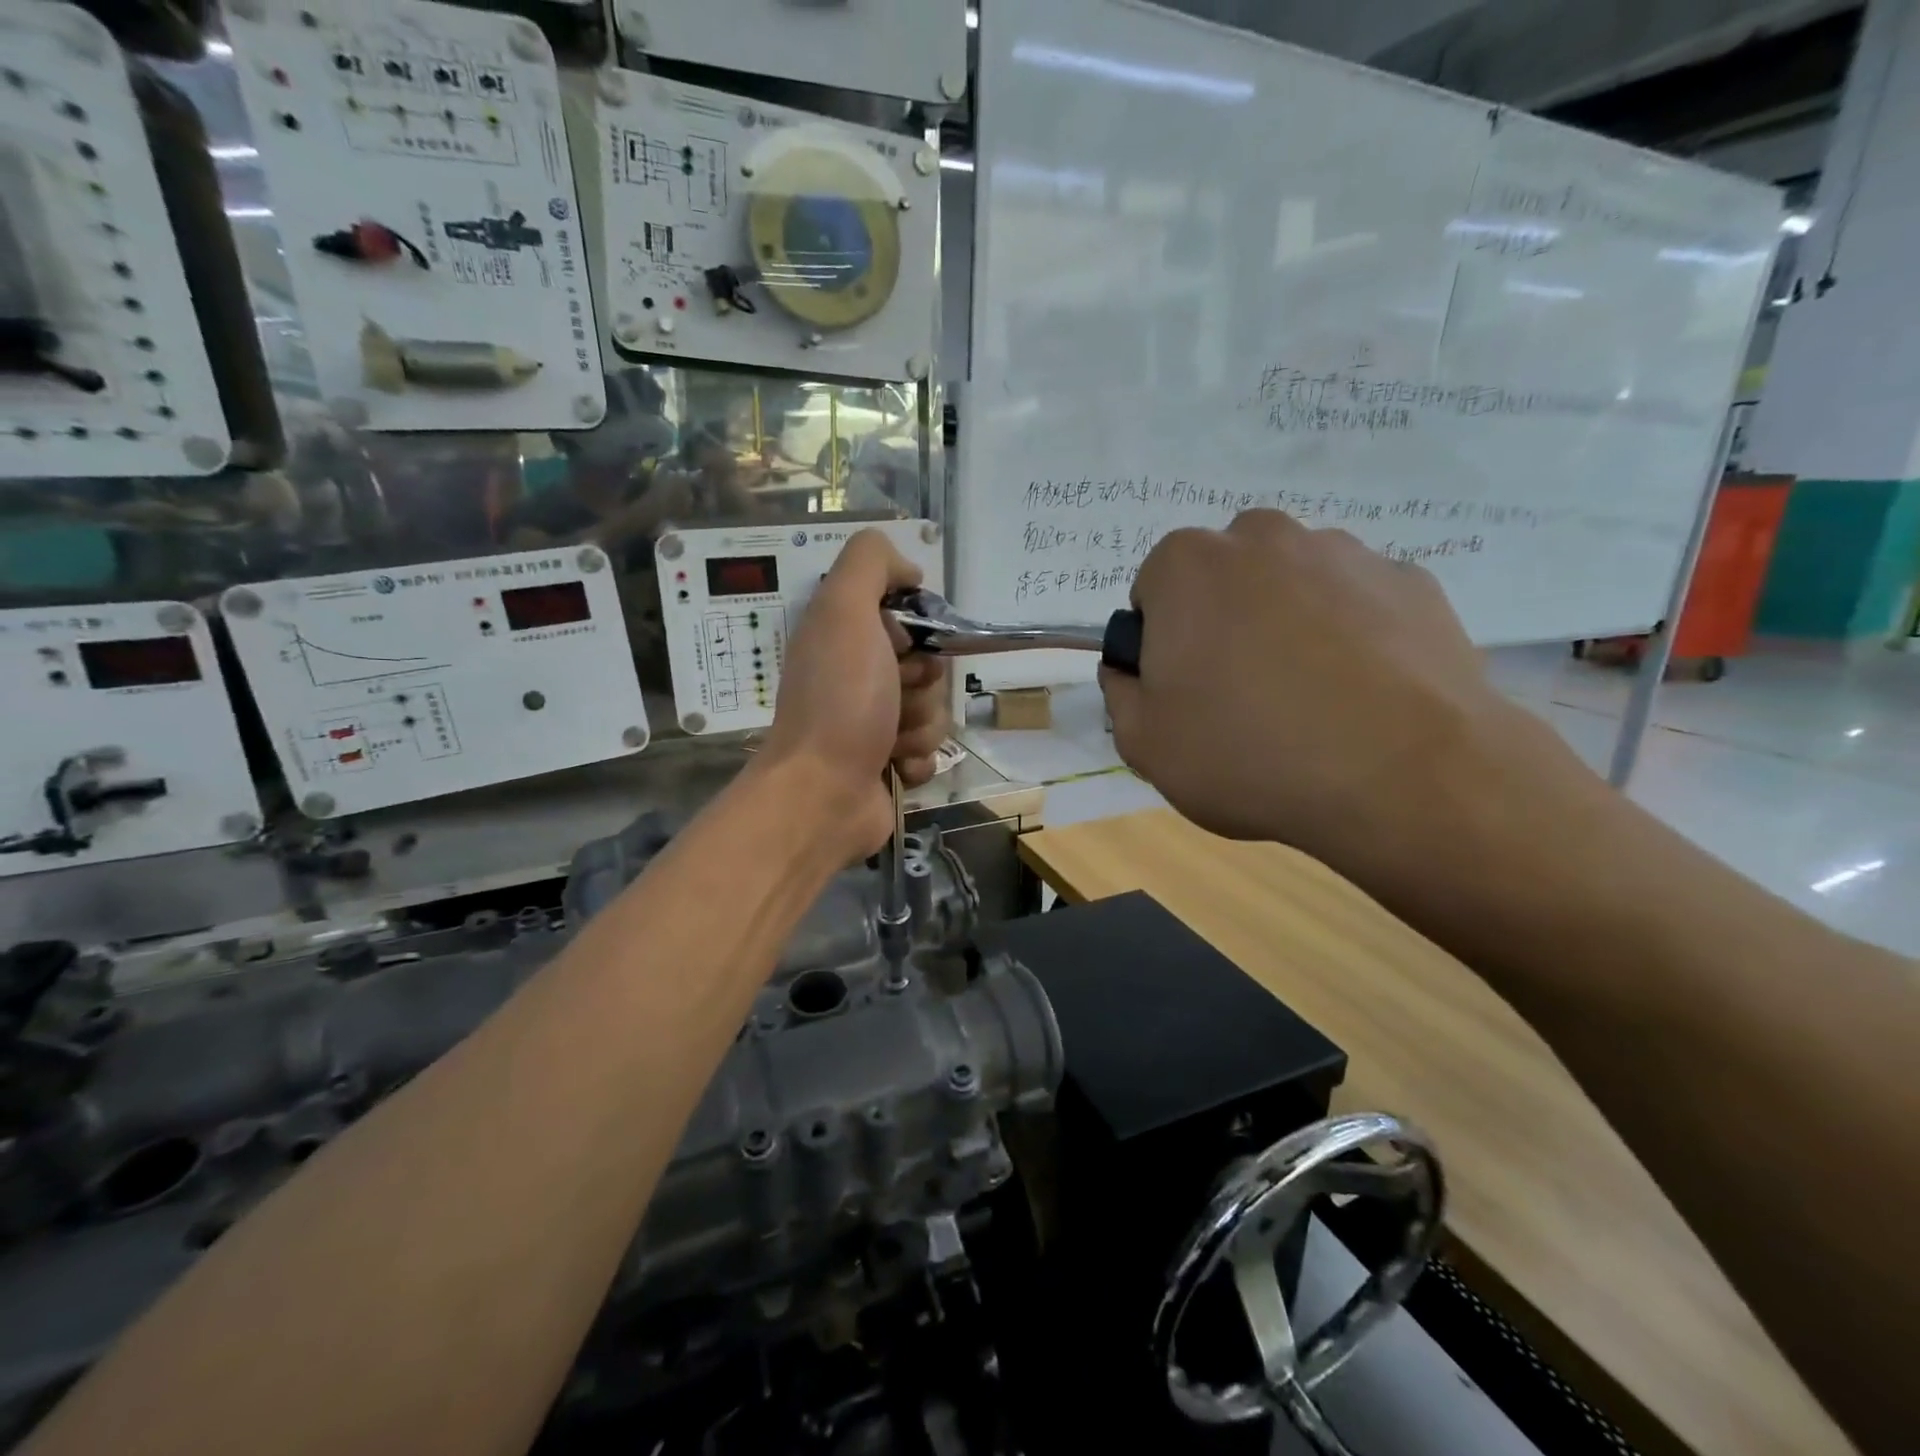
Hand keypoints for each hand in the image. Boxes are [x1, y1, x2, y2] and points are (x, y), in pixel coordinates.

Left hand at [762, 530, 950, 855]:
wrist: (822, 793)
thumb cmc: (839, 700)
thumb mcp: (844, 611)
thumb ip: (870, 564)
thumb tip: (909, 570)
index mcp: (845, 637)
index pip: (908, 619)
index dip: (916, 632)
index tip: (899, 646)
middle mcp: (857, 677)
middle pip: (929, 667)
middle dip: (922, 685)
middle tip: (893, 698)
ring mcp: (872, 724)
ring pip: (934, 712)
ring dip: (921, 727)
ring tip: (888, 741)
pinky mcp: (886, 765)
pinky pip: (929, 752)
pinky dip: (917, 760)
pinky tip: (893, 768)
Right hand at [1100, 510, 1555, 878]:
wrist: (1405, 775)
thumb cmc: (1248, 752)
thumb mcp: (1145, 744)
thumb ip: (1119, 694)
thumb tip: (1128, 671)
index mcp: (1187, 566)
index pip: (1153, 591)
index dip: (1161, 643)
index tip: (1183, 691)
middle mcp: (1263, 537)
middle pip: (1224, 578)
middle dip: (1223, 622)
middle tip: (1241, 694)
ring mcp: (1345, 553)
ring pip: (1293, 586)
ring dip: (1287, 625)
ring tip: (1309, 701)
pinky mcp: (1412, 581)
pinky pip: (1357, 605)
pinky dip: (1351, 637)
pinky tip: (1361, 696)